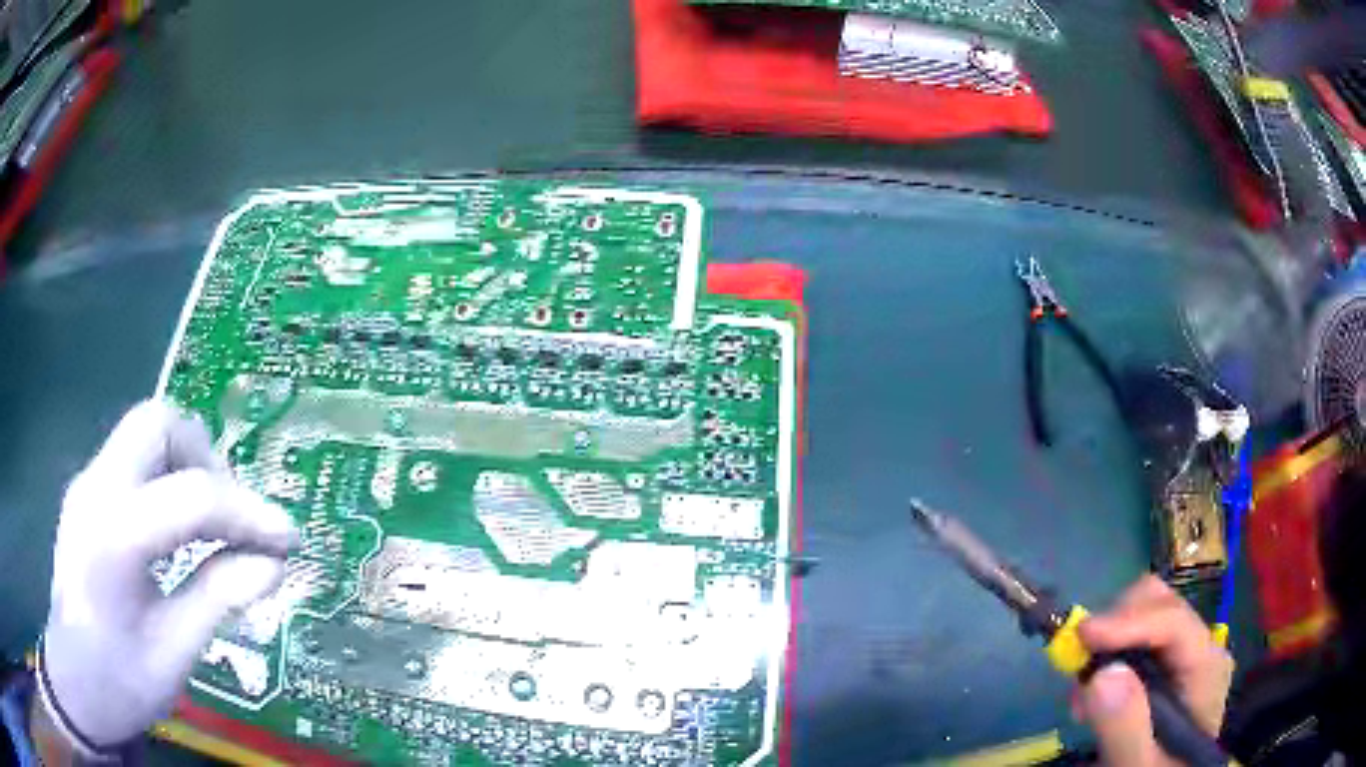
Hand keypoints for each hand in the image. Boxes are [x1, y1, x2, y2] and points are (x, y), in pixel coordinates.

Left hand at [37, 400, 297, 756]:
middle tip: (232, 519)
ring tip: (212, 529)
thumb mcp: (174, 652)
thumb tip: (273, 564)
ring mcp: (87, 485)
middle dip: (206, 461)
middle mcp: (96, 487)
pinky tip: (178, 536)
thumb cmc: (120, 681)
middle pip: (159, 423)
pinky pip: (134, 463)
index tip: (288, 541)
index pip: (193, 495)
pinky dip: (167, 483)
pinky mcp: (87, 496)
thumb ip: (220, 597)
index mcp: (114, 532)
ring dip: (187, 467)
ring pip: (145, 434)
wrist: (76, 683)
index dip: (249, 513)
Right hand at [1073, 575, 1233, 765]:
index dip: (1129, 621)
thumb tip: (1102, 674)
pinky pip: (1135, 634)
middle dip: (1116, 625)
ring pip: (1145, 612)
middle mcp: (1202, 645)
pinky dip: (1107, 651)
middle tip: (1080, 668)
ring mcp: (1185, 650)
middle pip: (1160, 604)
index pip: (1174, 623)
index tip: (1081, 635)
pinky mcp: (1165, 660)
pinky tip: (1095, 692)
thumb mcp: (1138, 764)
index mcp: (1207, 668)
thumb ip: (1126, 726)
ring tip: (1083, 693)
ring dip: (1107, 640)